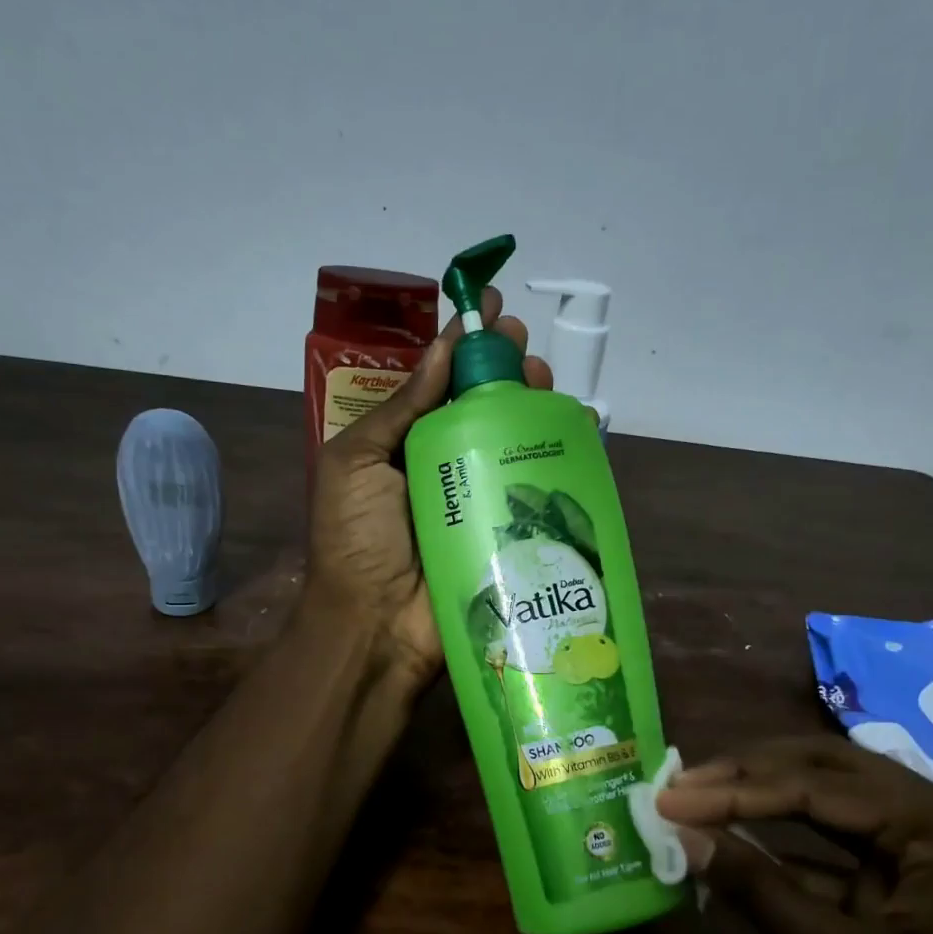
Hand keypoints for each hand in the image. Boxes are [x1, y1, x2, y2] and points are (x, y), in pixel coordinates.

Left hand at [306, 287, 549, 691]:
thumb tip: (443, 349)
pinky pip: (540, 486)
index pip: (440, 383)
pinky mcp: (510, 529)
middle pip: (485, 405)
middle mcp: (446, 463)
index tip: (489, 308)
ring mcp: (482, 497)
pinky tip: (576, 429)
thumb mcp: (357, 462)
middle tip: (523, 345)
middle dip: (506, 368)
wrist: (376, 625)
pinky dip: (562, 454)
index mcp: (405, 444)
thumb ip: (401, 408)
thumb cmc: (355, 540)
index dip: (465, 344)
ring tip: (545, 380)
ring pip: (516, 438)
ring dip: (534, 402)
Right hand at [661, 734, 932, 933]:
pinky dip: (793, 848)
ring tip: (703, 798)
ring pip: (837, 800)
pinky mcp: (923, 881)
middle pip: (830, 769)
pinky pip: (848, 847)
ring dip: (768, 801)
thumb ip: (761, 891)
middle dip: (751, 774)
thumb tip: (684, 835)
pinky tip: (742, 850)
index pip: (815, 784)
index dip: (734, 789)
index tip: (669, 795)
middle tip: (684, 782)